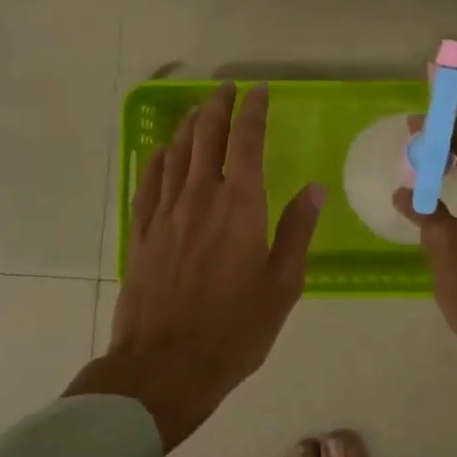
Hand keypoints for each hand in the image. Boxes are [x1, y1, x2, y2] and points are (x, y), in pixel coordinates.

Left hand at [68, 82, 324, 450]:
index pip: (246, 141)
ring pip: (176, 154)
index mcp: (240, 206)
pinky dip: (158, 159)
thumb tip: (315, 189)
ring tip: (200, 109)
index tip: (259, 90)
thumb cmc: (234, 330)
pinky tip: (162, 151)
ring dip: (190, 125)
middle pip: (207, 137)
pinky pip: (148, 183)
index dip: (253, 111)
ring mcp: (165, 214)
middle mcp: (200, 198)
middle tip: (227, 88)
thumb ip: (296, 231)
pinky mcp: (141, 234)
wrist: (164, 368)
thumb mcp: (282, 285)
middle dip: (218, 107)